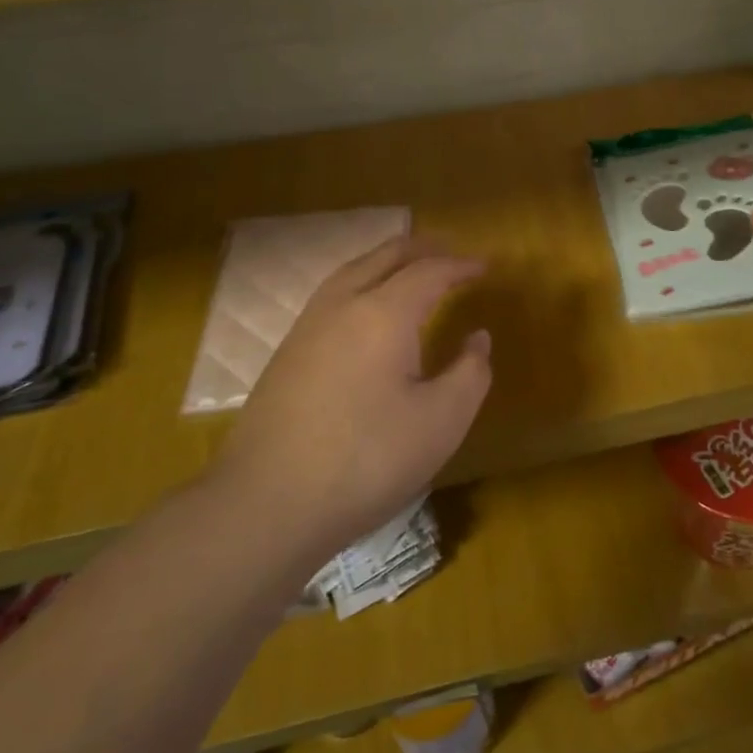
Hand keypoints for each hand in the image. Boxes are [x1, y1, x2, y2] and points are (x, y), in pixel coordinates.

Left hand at [222, 234, 491, 557]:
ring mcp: (307, 327)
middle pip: (385, 256)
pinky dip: (362, 283)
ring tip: (411, 270)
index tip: (485, 267)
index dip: (460, 265)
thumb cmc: (367, 460)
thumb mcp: (441, 422)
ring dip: (387, 262)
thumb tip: (477, 338)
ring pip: (352, 271)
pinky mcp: (287, 352)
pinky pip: (332, 295)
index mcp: (384, 313)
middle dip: (422, 249)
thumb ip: (470, 373)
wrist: (267, 503)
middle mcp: (342, 305)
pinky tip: (367, 312)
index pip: (429, 272)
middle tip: (451, 254)